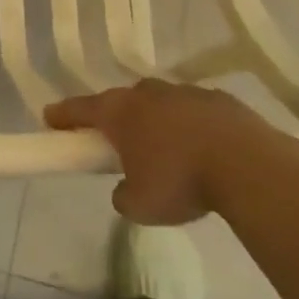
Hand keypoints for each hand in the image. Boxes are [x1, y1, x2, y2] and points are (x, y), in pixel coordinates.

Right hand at [44, 79, 288, 222]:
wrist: (249, 166)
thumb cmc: (181, 182)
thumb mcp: (139, 206)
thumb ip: (122, 195)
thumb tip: (126, 188)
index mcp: (120, 112)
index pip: (80, 109)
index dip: (62, 115)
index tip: (50, 119)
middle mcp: (147, 94)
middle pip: (121, 101)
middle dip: (115, 118)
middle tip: (116, 142)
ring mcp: (185, 93)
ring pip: (160, 103)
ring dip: (156, 121)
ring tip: (166, 151)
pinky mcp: (220, 100)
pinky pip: (194, 111)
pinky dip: (190, 126)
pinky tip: (202, 149)